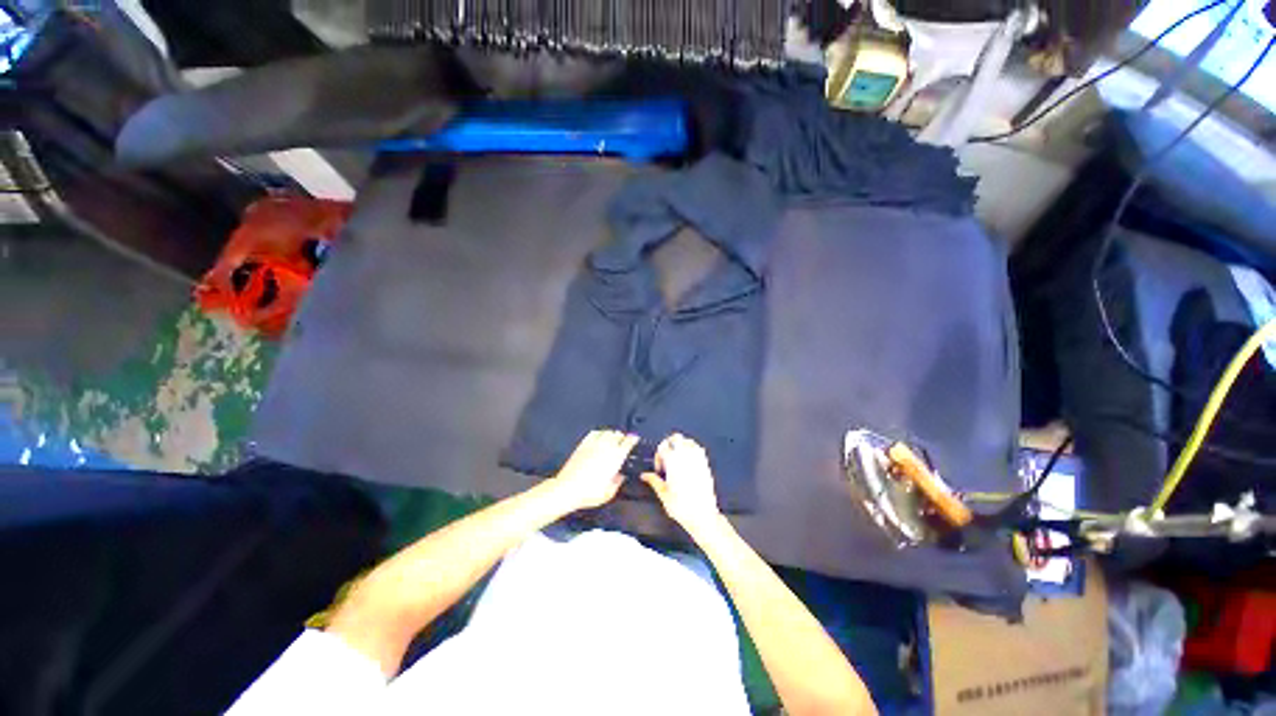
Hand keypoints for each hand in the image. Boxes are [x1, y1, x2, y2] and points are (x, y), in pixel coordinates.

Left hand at [551, 430, 638, 510]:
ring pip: (607, 431)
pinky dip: (599, 433)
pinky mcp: (583, 444)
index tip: (635, 439)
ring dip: (611, 434)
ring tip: (612, 439)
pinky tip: (599, 437)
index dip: (633, 439)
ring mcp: (594, 444)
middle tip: (623, 442)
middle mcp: (606, 447)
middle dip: (622, 437)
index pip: (628, 442)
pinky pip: (594, 433)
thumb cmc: (589, 493)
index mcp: (616, 457)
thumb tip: (620, 476)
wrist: (567, 489)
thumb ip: (617, 482)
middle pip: (618, 434)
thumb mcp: (609, 493)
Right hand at [641, 433, 721, 529]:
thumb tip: (645, 475)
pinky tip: (688, 460)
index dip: (658, 456)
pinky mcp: (705, 464)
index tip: (659, 467)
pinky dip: (692, 449)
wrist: (702, 516)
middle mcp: (686, 457)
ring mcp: (697, 459)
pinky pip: (698, 448)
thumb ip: (653, 481)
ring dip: (681, 445)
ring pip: (688, 440)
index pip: (662, 447)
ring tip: (676, 457)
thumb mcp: (663, 494)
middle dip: (668, 443)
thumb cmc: (683, 507)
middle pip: (676, 438)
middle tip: (666, 456)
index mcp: (674, 463)